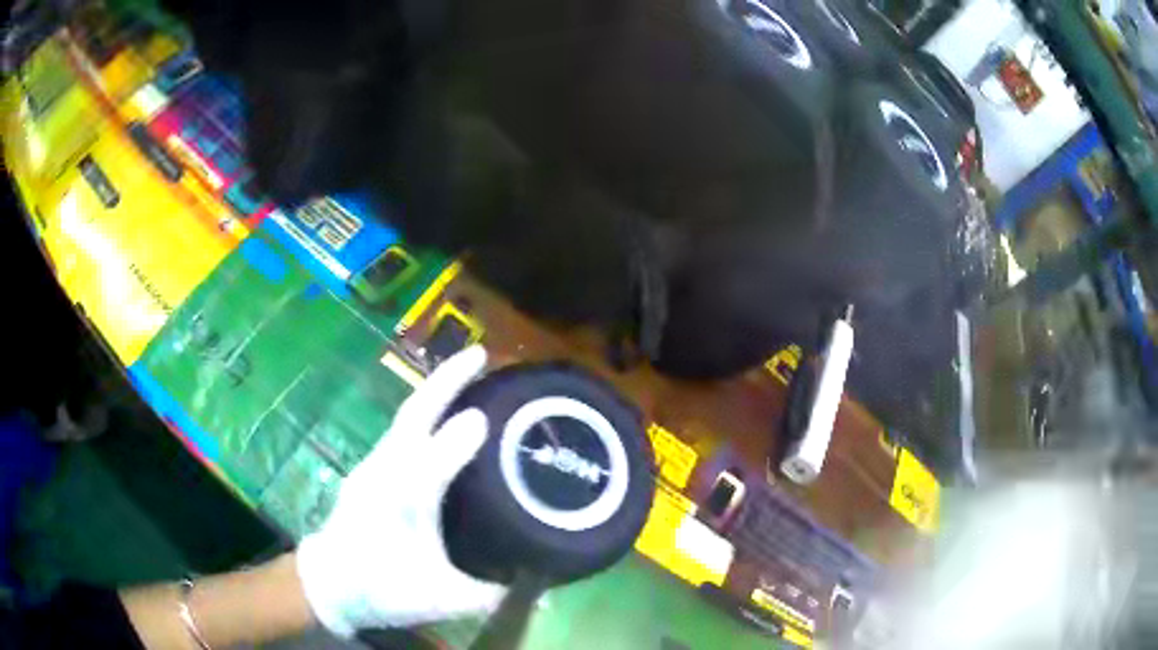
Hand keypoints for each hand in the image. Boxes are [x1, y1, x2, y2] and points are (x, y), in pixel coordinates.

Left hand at [297, 346, 505, 637]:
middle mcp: (386, 470)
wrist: (328, 585)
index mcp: (403, 499)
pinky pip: (402, 431)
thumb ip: (492, 592)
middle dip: (446, 380)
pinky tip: (442, 419)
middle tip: (480, 352)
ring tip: (469, 377)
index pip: (436, 457)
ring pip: (406, 417)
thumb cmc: (383, 589)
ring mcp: (374, 466)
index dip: (463, 435)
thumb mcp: (443, 600)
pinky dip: (424, 414)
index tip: (493, 414)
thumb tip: (538, 581)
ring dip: (435, 391)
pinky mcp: (370, 470)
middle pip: (414, 413)